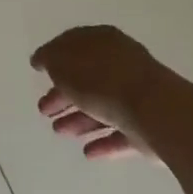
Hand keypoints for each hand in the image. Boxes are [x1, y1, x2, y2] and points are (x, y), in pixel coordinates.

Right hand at [32, 26, 160, 161]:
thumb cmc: (102, 79)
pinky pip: (121, 133)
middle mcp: (121, 64)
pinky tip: (88, 152)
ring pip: (102, 106)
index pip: (74, 45)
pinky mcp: (149, 127)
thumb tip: (43, 59)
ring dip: (79, 119)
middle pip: (87, 79)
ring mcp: (138, 96)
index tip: (38, 71)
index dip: (53, 57)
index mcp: (102, 41)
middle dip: (63, 95)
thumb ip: (50, 59)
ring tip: (59, 132)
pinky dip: (103, 141)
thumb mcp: (63, 62)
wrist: (154, 110)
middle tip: (44, 110)